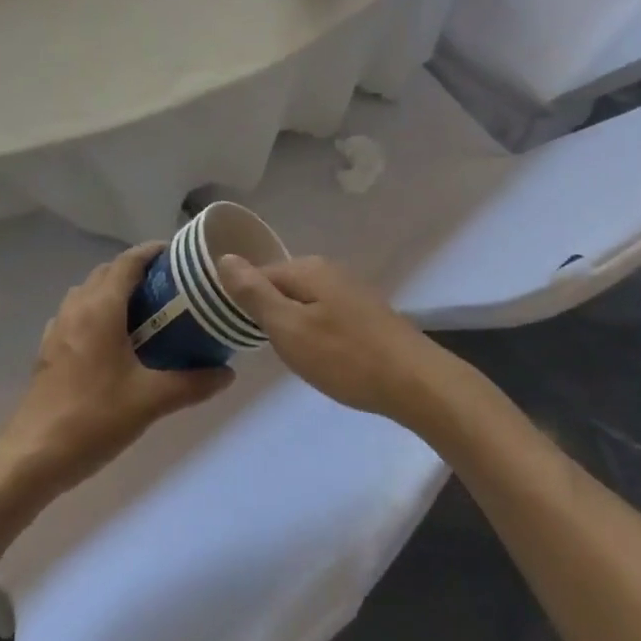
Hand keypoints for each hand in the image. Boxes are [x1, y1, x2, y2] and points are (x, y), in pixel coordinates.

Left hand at [0, 243, 233, 499]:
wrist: (33, 455)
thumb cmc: (94, 418)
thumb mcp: (150, 400)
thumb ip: (192, 383)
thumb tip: (228, 373)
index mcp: (101, 308)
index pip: (128, 261)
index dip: (152, 252)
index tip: (179, 255)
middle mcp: (77, 307)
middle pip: (108, 272)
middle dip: (137, 271)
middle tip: (170, 286)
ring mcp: (58, 327)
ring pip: (89, 291)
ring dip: (115, 290)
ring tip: (145, 310)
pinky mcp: (48, 348)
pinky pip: (76, 313)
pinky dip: (97, 312)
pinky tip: (113, 342)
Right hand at [217, 255, 445, 421]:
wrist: (416, 383)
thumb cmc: (345, 357)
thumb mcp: (289, 328)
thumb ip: (255, 294)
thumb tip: (225, 257)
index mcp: (307, 268)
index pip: (259, 274)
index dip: (244, 302)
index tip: (239, 332)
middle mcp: (329, 270)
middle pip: (283, 285)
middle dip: (271, 314)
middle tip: (270, 350)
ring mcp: (352, 290)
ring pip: (306, 302)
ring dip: (295, 325)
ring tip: (295, 358)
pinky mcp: (368, 313)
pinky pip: (327, 314)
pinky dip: (318, 332)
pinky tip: (324, 357)